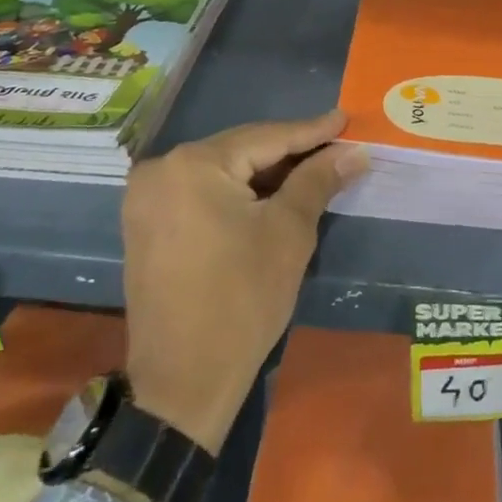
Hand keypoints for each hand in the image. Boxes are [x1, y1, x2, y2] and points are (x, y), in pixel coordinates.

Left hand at [120, 110, 367, 453]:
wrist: (183, 382)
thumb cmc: (242, 301)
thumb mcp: (288, 234)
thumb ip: (318, 181)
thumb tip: (355, 151)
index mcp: (193, 164)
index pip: (265, 137)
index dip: (310, 130)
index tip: (345, 119)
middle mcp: (160, 169)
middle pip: (240, 150)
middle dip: (289, 151)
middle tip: (335, 146)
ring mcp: (147, 196)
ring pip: (221, 171)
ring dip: (264, 173)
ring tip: (312, 167)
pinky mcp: (146, 223)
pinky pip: (201, 192)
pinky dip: (237, 192)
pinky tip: (270, 194)